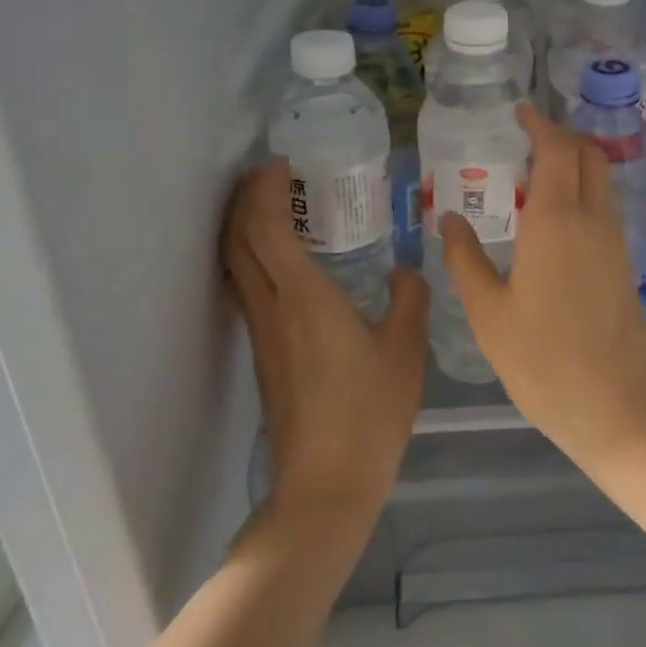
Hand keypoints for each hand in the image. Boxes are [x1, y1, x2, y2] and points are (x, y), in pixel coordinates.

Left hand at [222, 159, 428, 523]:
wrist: (326, 483)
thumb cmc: (370, 411)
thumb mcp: (405, 349)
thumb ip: (409, 299)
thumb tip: (405, 272)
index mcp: (305, 298)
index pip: (267, 229)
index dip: (264, 190)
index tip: (278, 163)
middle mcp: (273, 308)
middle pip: (238, 242)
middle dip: (243, 201)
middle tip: (267, 174)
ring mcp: (263, 334)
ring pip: (236, 266)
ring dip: (243, 228)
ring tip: (270, 206)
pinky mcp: (264, 355)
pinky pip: (248, 288)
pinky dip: (254, 258)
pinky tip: (284, 262)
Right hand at [438, 104, 645, 472]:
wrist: (619, 408)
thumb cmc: (543, 362)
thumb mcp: (489, 314)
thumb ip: (465, 260)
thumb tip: (450, 216)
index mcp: (556, 221)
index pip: (557, 149)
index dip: (540, 124)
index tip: (520, 112)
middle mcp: (592, 220)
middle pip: (588, 155)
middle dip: (561, 136)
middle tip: (525, 139)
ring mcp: (614, 243)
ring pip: (601, 180)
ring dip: (574, 163)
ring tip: (534, 173)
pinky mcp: (623, 265)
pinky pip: (604, 208)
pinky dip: (582, 191)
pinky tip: (553, 218)